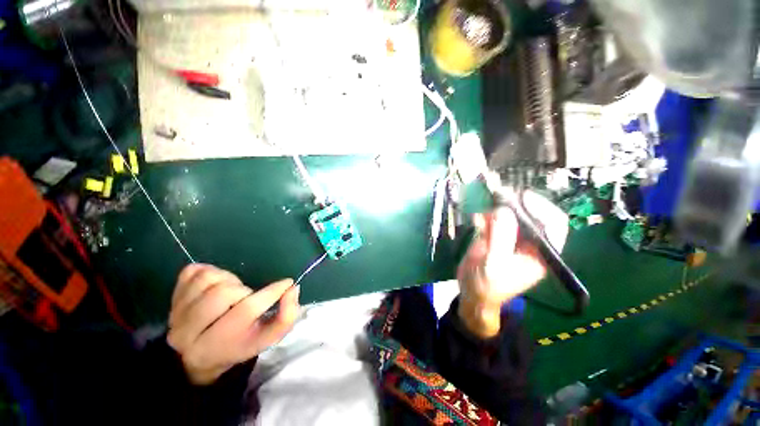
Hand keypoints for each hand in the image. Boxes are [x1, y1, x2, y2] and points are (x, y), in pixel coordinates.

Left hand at [167, 264, 299, 384]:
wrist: (198, 357)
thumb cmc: (240, 345)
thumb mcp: (267, 338)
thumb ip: (286, 316)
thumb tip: (292, 288)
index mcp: (216, 345)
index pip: (247, 310)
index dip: (271, 293)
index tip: (286, 283)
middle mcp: (188, 332)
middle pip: (223, 293)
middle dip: (243, 290)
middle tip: (247, 297)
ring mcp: (175, 313)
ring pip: (208, 279)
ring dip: (228, 280)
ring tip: (231, 291)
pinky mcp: (171, 297)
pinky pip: (194, 272)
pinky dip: (211, 272)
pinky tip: (216, 285)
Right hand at [457, 190, 567, 337]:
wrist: (471, 292)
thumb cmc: (487, 285)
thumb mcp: (494, 263)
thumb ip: (501, 236)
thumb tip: (503, 209)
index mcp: (540, 253)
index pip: (553, 224)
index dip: (542, 207)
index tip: (522, 197)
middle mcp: (529, 242)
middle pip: (530, 215)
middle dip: (514, 204)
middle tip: (498, 195)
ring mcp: (510, 238)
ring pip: (509, 214)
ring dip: (495, 210)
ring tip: (482, 215)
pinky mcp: (494, 235)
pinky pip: (492, 219)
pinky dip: (484, 216)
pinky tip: (475, 220)